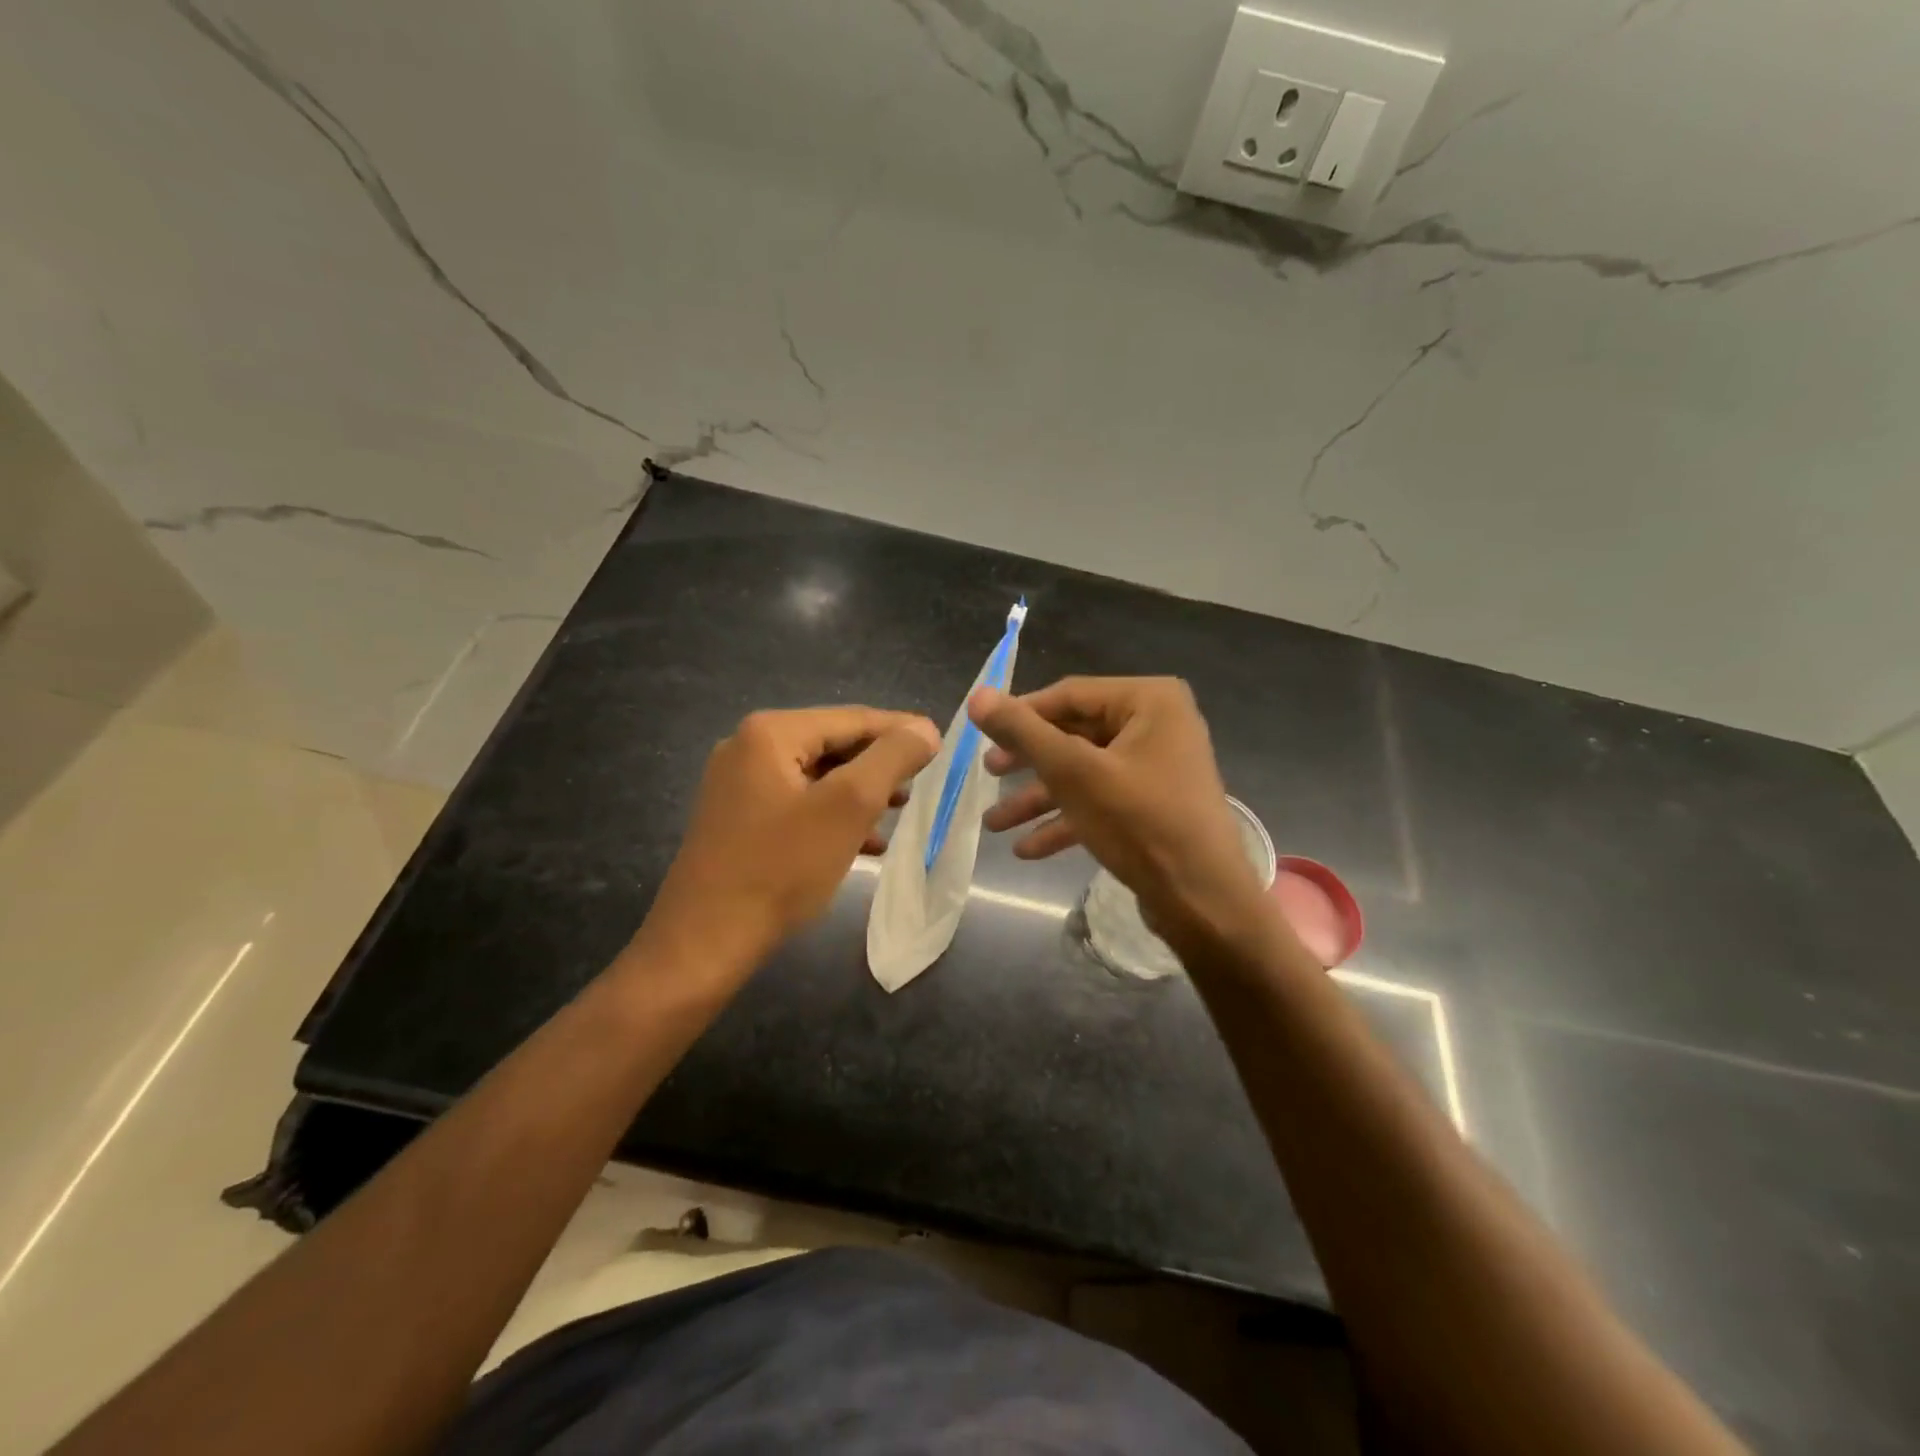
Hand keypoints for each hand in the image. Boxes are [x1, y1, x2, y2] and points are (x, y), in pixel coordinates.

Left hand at [639, 707, 940, 968]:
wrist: (704, 942)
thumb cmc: (781, 868)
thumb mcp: (848, 807)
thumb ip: (891, 758)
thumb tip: (925, 728)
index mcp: (771, 733)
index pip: (852, 718)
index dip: (900, 731)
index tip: (939, 745)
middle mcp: (748, 747)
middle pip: (833, 744)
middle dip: (879, 765)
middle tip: (921, 784)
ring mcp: (738, 784)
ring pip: (817, 777)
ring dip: (860, 792)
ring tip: (898, 809)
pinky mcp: (737, 819)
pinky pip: (797, 804)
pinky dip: (832, 816)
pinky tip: (865, 842)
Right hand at [969, 677, 1268, 951]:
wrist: (1203, 901)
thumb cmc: (1139, 823)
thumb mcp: (1073, 773)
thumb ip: (1023, 732)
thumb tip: (978, 696)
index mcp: (1150, 700)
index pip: (1069, 695)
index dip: (1021, 714)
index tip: (981, 736)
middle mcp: (1159, 724)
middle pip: (1075, 734)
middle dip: (1028, 763)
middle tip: (987, 775)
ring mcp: (1158, 766)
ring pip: (1085, 772)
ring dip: (1040, 798)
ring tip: (994, 824)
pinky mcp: (1155, 804)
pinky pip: (1102, 800)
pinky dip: (1067, 820)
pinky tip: (1028, 848)